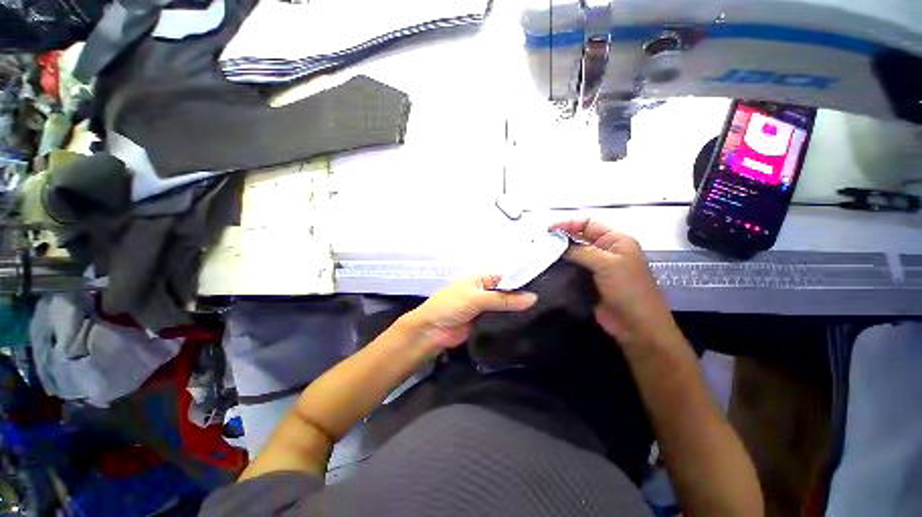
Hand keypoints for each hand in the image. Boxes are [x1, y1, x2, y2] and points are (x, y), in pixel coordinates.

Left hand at [402, 275, 537, 349]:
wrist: (431, 331)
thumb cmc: (450, 305)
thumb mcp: (476, 298)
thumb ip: (503, 299)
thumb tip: (533, 298)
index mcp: (482, 279)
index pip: (507, 277)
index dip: (523, 281)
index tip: (545, 286)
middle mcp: (486, 292)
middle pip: (508, 293)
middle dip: (523, 297)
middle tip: (549, 303)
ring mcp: (486, 308)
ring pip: (506, 308)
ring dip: (519, 311)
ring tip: (545, 313)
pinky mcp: (485, 323)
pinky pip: (501, 321)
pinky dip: (511, 322)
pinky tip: (529, 324)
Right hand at [550, 219, 680, 349]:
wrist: (636, 324)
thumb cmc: (627, 289)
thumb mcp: (607, 264)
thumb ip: (581, 251)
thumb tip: (557, 245)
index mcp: (616, 240)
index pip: (588, 223)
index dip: (569, 223)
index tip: (549, 230)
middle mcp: (605, 250)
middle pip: (579, 237)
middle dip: (561, 238)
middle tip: (541, 242)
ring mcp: (596, 267)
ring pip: (574, 254)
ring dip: (559, 253)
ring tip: (540, 254)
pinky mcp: (588, 281)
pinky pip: (572, 269)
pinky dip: (561, 267)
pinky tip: (548, 268)